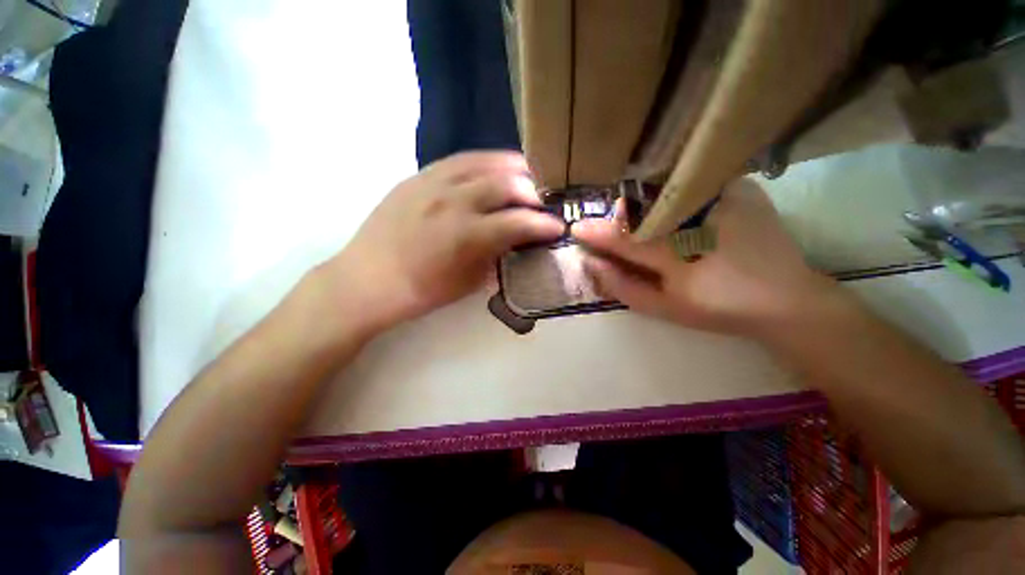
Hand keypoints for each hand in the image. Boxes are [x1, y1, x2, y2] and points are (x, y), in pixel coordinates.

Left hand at [324, 151, 563, 332]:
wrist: (368, 279)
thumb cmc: (421, 291)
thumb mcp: (468, 282)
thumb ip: (496, 257)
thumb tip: (515, 241)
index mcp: (467, 235)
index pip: (519, 222)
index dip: (544, 224)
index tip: (557, 227)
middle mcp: (454, 201)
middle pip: (506, 184)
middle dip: (533, 193)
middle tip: (541, 204)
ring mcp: (433, 183)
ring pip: (484, 163)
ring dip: (512, 169)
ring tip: (525, 178)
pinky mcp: (417, 176)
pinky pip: (459, 160)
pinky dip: (484, 162)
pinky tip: (492, 170)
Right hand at [571, 178, 834, 335]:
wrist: (786, 298)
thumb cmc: (720, 308)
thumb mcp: (665, 308)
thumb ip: (624, 287)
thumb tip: (593, 265)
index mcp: (675, 253)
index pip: (621, 238)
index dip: (595, 232)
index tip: (576, 228)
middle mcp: (695, 219)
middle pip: (641, 207)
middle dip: (621, 216)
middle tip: (615, 228)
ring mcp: (721, 198)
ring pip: (665, 191)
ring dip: (646, 202)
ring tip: (645, 219)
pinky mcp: (740, 189)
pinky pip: (694, 183)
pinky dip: (676, 192)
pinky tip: (679, 209)